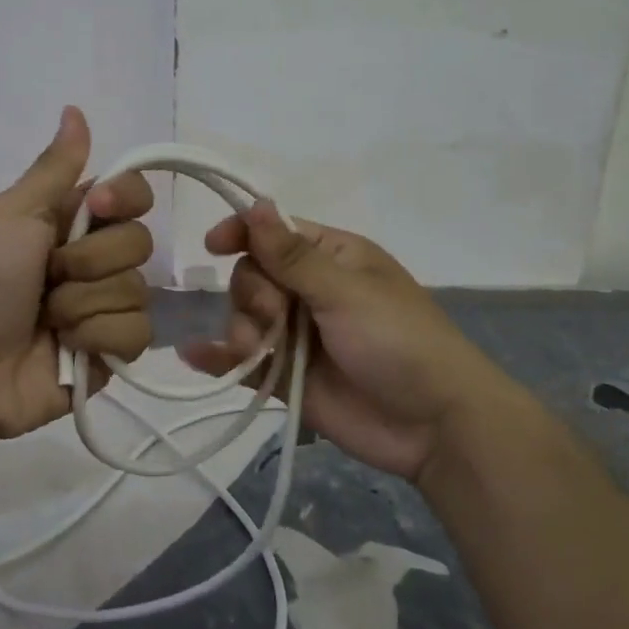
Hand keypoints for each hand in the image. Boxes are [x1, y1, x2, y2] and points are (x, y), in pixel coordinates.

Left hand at [0, 107, 154, 449]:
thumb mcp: (11, 216)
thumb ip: (53, 168)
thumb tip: (74, 108)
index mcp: (75, 221)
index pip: (135, 193)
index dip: (125, 199)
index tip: (95, 210)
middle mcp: (97, 258)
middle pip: (140, 243)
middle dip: (87, 264)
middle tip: (46, 278)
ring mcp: (107, 306)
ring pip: (138, 291)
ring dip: (82, 306)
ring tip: (46, 320)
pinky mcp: (113, 349)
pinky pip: (137, 333)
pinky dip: (97, 338)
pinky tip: (66, 347)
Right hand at [178, 203, 508, 481]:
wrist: (433, 425)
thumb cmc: (398, 341)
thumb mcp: (345, 292)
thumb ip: (292, 256)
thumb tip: (255, 203)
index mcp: (331, 258)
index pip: (273, 233)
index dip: (242, 233)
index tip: (213, 245)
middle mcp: (309, 291)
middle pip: (251, 276)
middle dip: (251, 295)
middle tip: (274, 316)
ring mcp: (296, 335)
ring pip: (243, 318)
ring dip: (240, 330)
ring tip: (253, 353)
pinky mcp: (286, 376)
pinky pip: (243, 361)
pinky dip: (218, 358)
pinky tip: (195, 355)